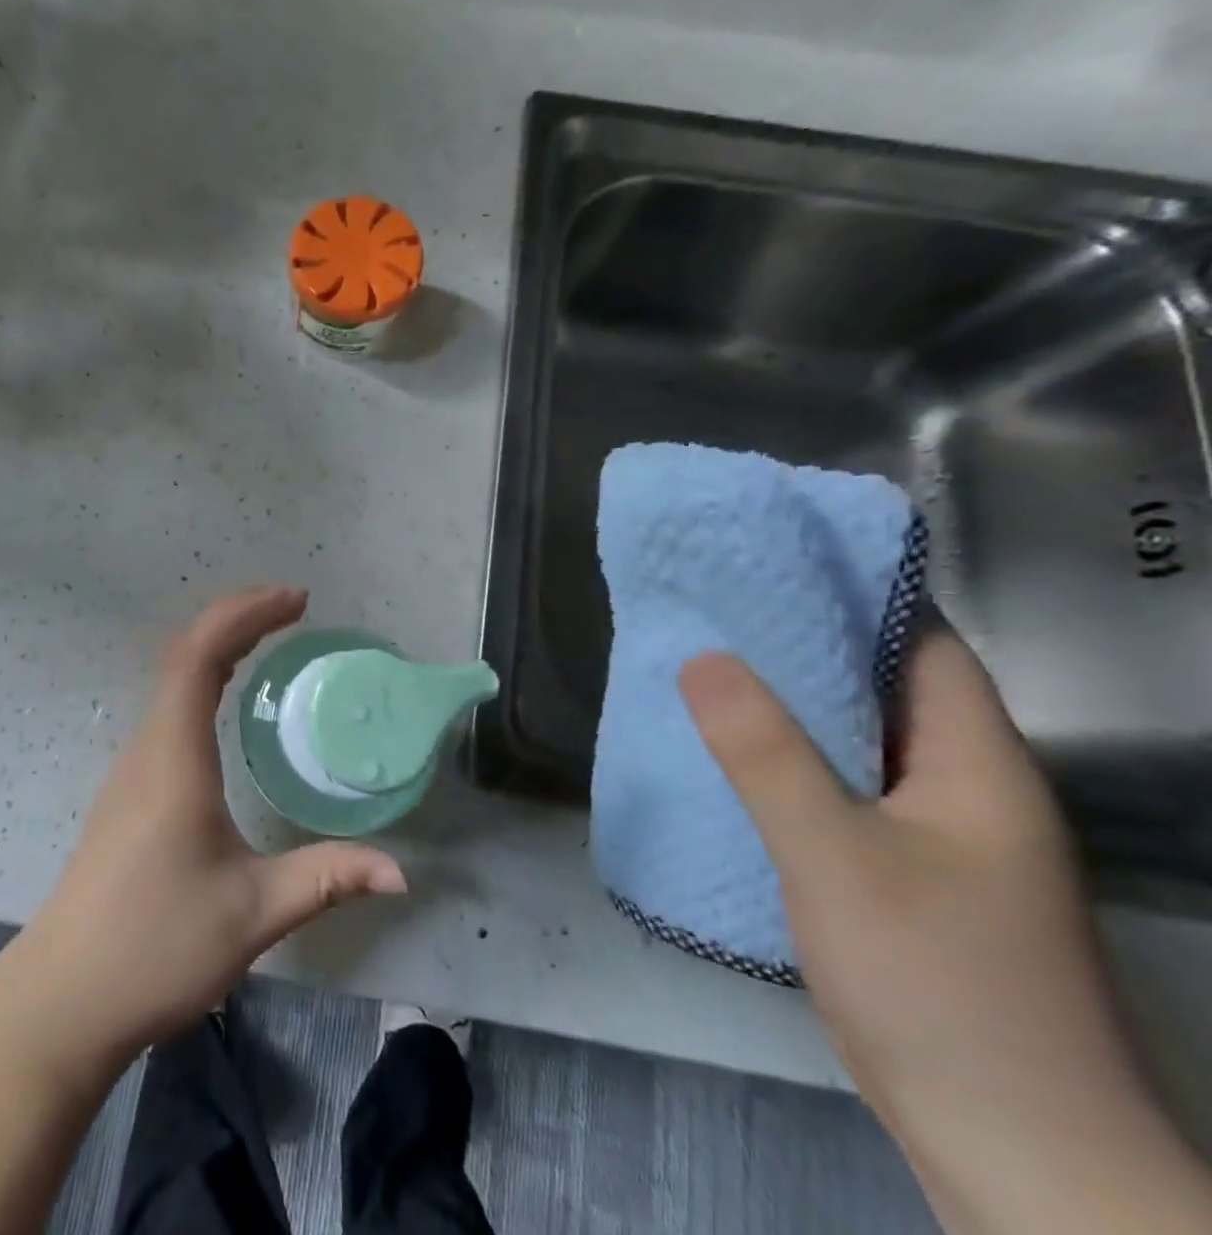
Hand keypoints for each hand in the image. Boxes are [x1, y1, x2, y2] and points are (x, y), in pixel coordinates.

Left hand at [18, 586, 405, 1060]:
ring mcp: (132, 769)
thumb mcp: (253, 913)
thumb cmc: (156, 946)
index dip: (245, 615)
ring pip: (172, 681)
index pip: (200, 655)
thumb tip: (399, 871)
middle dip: (238, 619)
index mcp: (175, 757)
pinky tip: (228, 706)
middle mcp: (148, 748)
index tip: (296, 602)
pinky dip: (203, 681)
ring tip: (270, 642)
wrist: (63, 999)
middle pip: (184, 654)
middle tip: (293, 610)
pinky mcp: (129, 792)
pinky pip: (169, 711)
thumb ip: (326, 879)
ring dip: (218, 647)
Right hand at [681, 627, 1211, 1233]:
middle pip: (883, 687)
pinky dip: (790, 759)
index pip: (923, 644)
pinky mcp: (905, 876)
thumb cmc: (938, 985)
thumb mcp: (836, 857)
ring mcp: (937, 837)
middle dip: (804, 643)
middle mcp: (965, 788)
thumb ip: (766, 753)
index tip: (772, 561)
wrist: (1011, 1152)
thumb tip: (702, 657)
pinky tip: (730, 756)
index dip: (856, 594)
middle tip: (714, 607)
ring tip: (706, 666)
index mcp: (975, 764)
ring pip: (857, 740)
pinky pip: (841, 788)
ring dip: (791, 703)